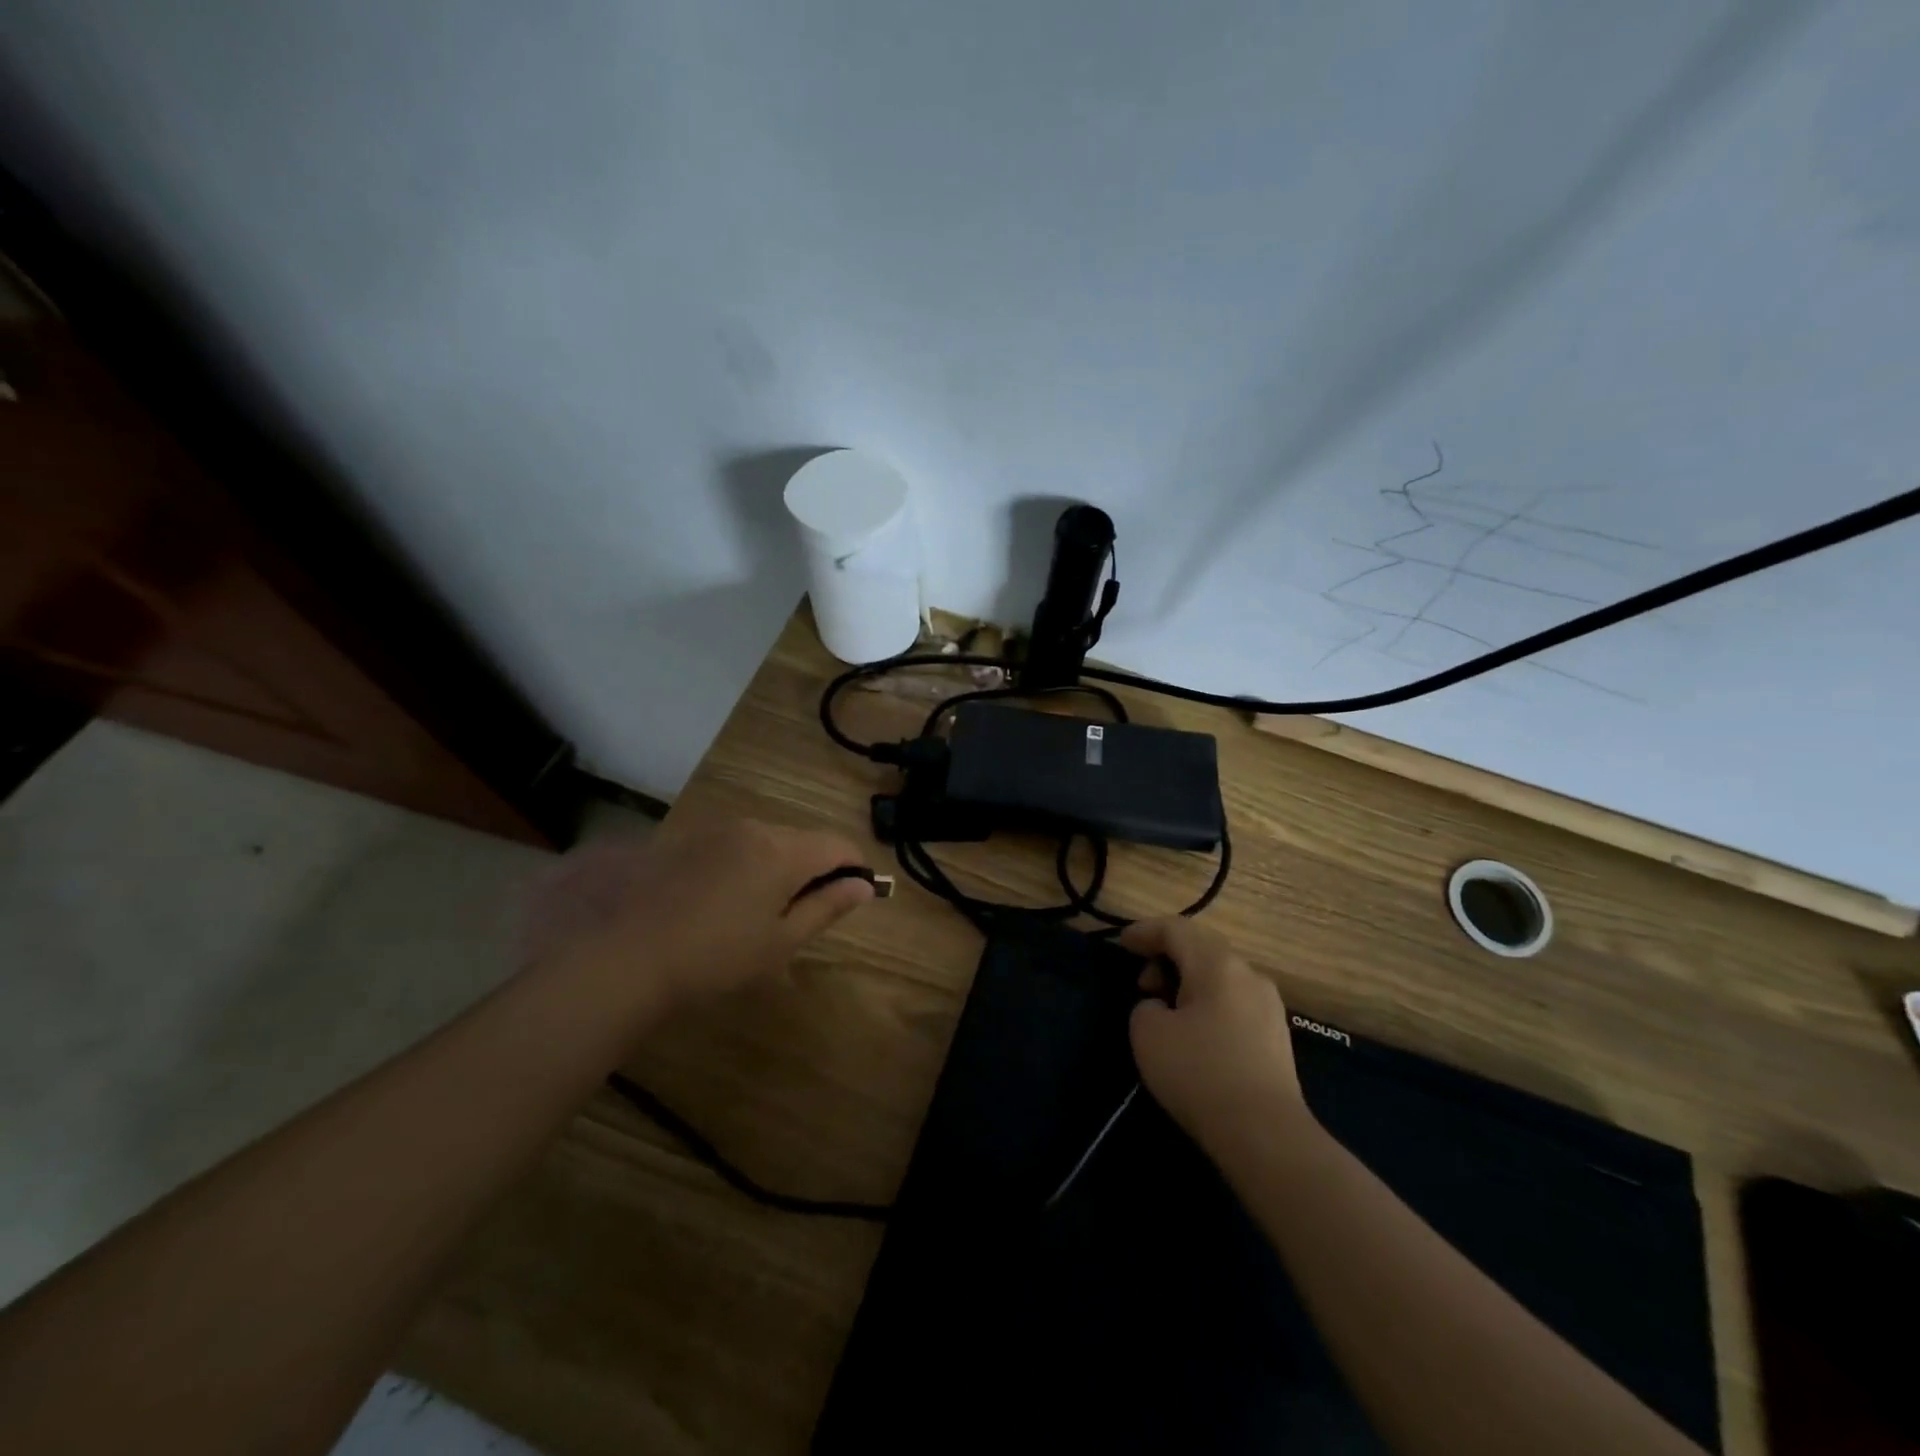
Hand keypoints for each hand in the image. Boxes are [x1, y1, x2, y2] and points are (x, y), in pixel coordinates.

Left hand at [523, 814, 875, 1018]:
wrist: (624, 956)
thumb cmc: (716, 956)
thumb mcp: (781, 942)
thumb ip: (827, 907)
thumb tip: (864, 886)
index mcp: (784, 851)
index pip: (838, 845)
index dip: (855, 868)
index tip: (854, 897)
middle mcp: (754, 828)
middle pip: (803, 840)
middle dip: (814, 870)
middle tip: (802, 916)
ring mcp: (716, 830)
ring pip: (767, 841)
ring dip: (778, 867)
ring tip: (758, 913)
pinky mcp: (686, 840)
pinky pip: (734, 845)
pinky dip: (744, 866)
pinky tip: (722, 903)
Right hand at [1121, 918, 1309, 1151]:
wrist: (1266, 1134)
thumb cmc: (1200, 1072)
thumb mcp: (1148, 1033)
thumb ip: (1146, 1007)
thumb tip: (1162, 1008)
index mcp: (1217, 964)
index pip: (1176, 929)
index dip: (1144, 931)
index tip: (1121, 943)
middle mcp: (1249, 974)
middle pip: (1201, 950)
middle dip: (1167, 959)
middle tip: (1142, 986)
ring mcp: (1269, 1006)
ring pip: (1220, 978)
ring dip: (1188, 984)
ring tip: (1165, 1012)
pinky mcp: (1277, 1038)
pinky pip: (1234, 1004)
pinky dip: (1208, 1005)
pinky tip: (1195, 1035)